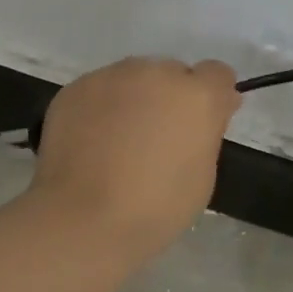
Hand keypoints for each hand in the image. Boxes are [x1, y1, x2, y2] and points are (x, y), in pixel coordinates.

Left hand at [32, 57, 241, 259]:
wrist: (82, 218)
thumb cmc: (155, 208)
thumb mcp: (202, 176)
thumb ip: (206, 133)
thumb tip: (208, 113)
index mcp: (196, 95)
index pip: (217, 74)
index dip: (212, 98)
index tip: (202, 124)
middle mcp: (155, 73)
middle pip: (171, 74)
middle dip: (170, 98)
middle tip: (156, 139)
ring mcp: (110, 77)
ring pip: (132, 79)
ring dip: (133, 100)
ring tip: (118, 142)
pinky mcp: (75, 89)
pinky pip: (98, 91)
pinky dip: (100, 109)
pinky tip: (91, 143)